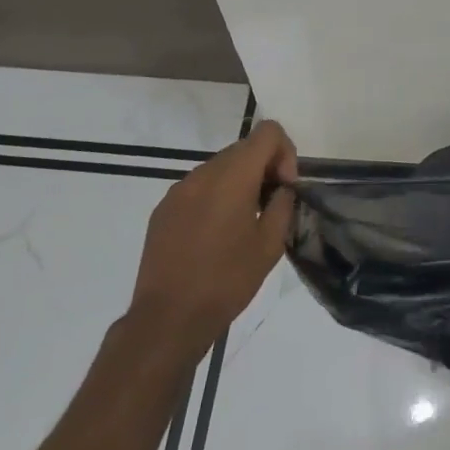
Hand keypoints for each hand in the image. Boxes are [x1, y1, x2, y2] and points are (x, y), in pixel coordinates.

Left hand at [129, 120, 298, 353]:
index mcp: (233, 176)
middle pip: (243, 148)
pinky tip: (215, 236)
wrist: (169, 318)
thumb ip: (282, 205)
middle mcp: (203, 173)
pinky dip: (215, 198)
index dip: (285, 152)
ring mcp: (179, 189)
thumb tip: (282, 188)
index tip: (285, 187)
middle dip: (264, 168)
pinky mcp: (163, 209)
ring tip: (243, 224)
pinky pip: (198, 188)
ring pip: (220, 168)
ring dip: (239, 183)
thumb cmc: (227, 281)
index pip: (267, 132)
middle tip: (269, 207)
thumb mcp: (270, 245)